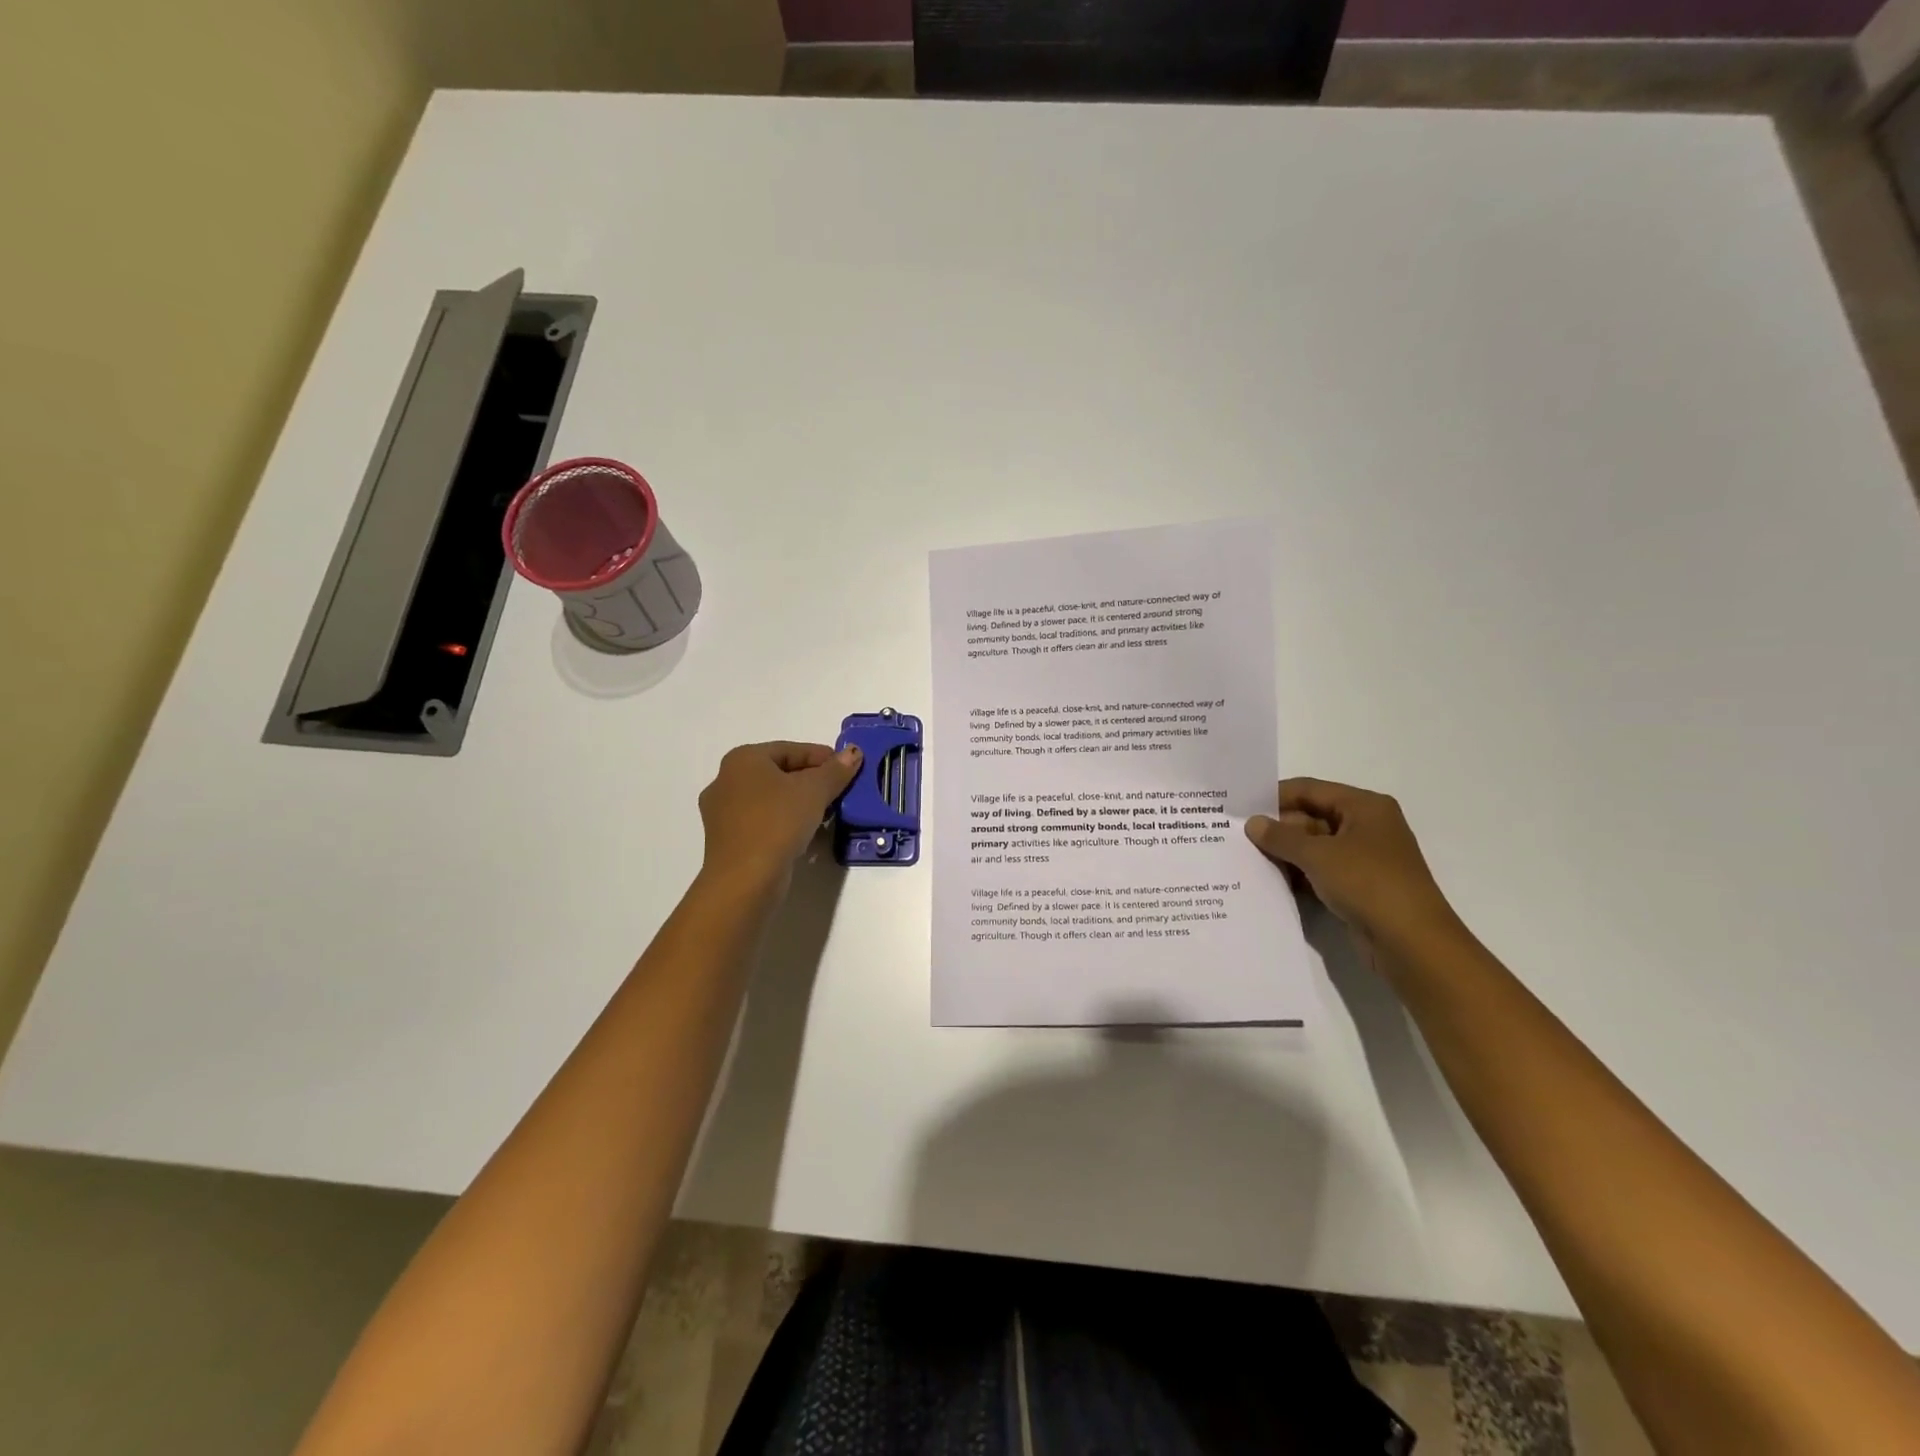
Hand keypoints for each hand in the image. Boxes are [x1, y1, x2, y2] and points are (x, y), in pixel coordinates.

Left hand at [697, 741, 861, 892]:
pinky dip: (784, 822)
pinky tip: (805, 834)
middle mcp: (726, 780)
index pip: (790, 750)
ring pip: (770, 799)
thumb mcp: (814, 791)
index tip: (848, 768)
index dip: (823, 757)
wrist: (744, 879)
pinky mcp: (727, 840)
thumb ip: (836, 770)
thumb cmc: (777, 822)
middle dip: (811, 781)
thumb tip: (853, 751)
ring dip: (799, 803)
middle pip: (779, 773)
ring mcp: (722, 813)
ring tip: (827, 814)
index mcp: (742, 760)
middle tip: (840, 791)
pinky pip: (762, 821)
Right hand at [1245, 778, 1461, 951]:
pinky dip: (1299, 874)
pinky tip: (1271, 881)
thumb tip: (1253, 823)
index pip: (1310, 790)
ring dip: (1286, 853)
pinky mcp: (1360, 887)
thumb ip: (1281, 836)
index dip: (1275, 796)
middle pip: (1312, 817)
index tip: (1240, 807)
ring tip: (1246, 858)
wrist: (1412, 943)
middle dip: (1278, 828)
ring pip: (1315, 847)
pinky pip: (1321, 871)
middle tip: (1238, 836)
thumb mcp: (1318, 855)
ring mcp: (1364, 858)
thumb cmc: (1368, 883)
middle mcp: (1367, 827)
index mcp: (1364, 807)